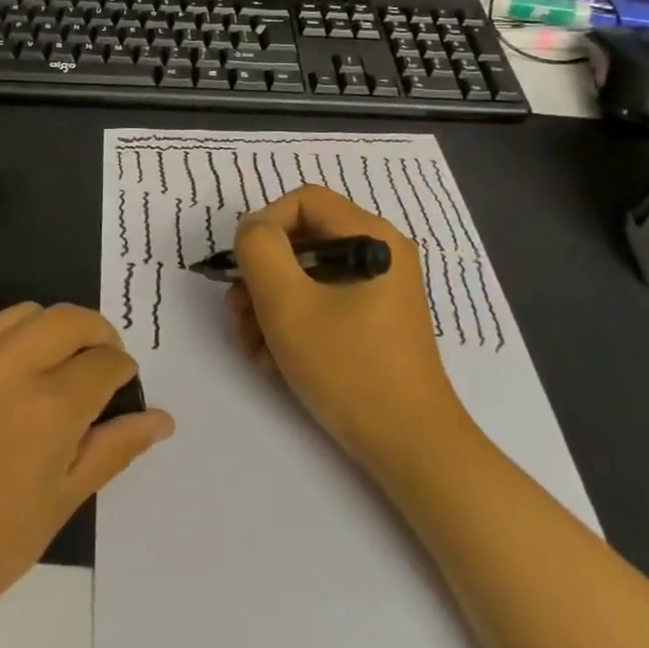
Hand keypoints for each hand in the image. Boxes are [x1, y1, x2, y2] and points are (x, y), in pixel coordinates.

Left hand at [0, 304, 172, 647]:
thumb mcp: (58, 505)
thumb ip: (112, 450)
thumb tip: (161, 420)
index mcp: (49, 408)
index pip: (105, 362)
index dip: (122, 373)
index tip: (120, 391)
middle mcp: (9, 368)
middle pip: (70, 318)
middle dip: (98, 334)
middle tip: (99, 366)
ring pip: (26, 314)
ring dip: (54, 330)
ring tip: (55, 368)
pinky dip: (11, 343)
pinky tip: (5, 385)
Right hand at [230, 186, 462, 474]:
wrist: (410, 447)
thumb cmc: (348, 368)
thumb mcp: (288, 304)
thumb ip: (259, 250)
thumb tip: (253, 230)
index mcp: (371, 236)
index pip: (303, 200)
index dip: (263, 226)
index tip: (240, 270)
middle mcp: (379, 253)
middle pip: (302, 240)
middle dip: (261, 276)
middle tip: (238, 316)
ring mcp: (378, 290)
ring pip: (306, 277)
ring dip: (269, 306)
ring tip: (252, 348)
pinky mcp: (373, 322)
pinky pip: (322, 305)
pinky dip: (293, 325)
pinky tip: (274, 362)